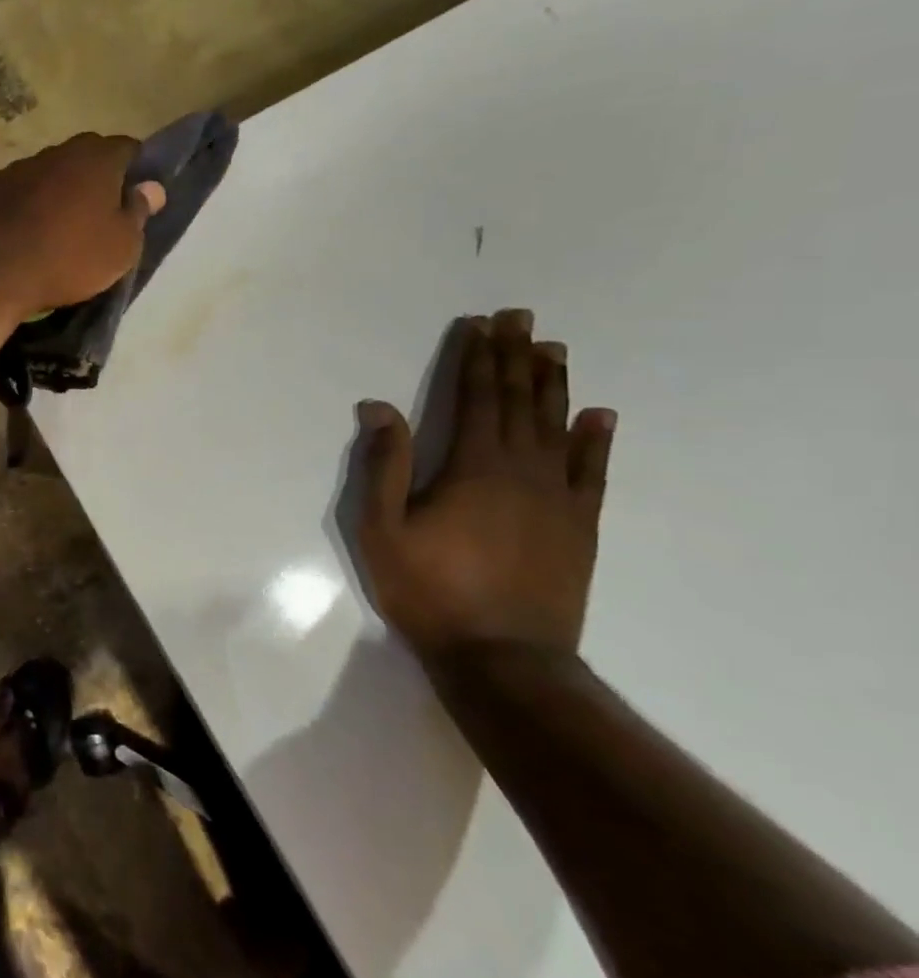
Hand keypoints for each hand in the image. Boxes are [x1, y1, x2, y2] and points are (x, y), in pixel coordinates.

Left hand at [0, 133, 166, 314]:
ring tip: (59, 228)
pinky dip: (26, 207)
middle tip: (99, 215)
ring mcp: (18, 168)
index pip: (128, 149)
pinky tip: (25, 234)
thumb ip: (139, 212)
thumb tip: (151, 187)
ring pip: (50, 174)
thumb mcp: (121, 247)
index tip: (136, 198)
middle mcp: (57, 152)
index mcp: (96, 158)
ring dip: (58, 193)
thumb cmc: (70, 258)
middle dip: (96, 180)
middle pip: (86, 158)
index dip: (136, 171)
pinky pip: (19, 193)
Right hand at [354, 309, 616, 664]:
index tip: (481, 324)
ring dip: (553, 385)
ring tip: (553, 350)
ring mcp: (558, 498)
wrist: (503, 659)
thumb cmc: (429, 590)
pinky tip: (599, 416)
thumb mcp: (382, 528)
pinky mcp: (579, 527)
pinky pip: (593, 472)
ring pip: (558, 427)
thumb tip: (379, 406)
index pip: (476, 397)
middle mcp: (522, 470)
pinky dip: (595, 440)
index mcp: (473, 467)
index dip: (477, 358)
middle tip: (521, 318)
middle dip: (517, 357)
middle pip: (519, 402)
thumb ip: (385, 464)